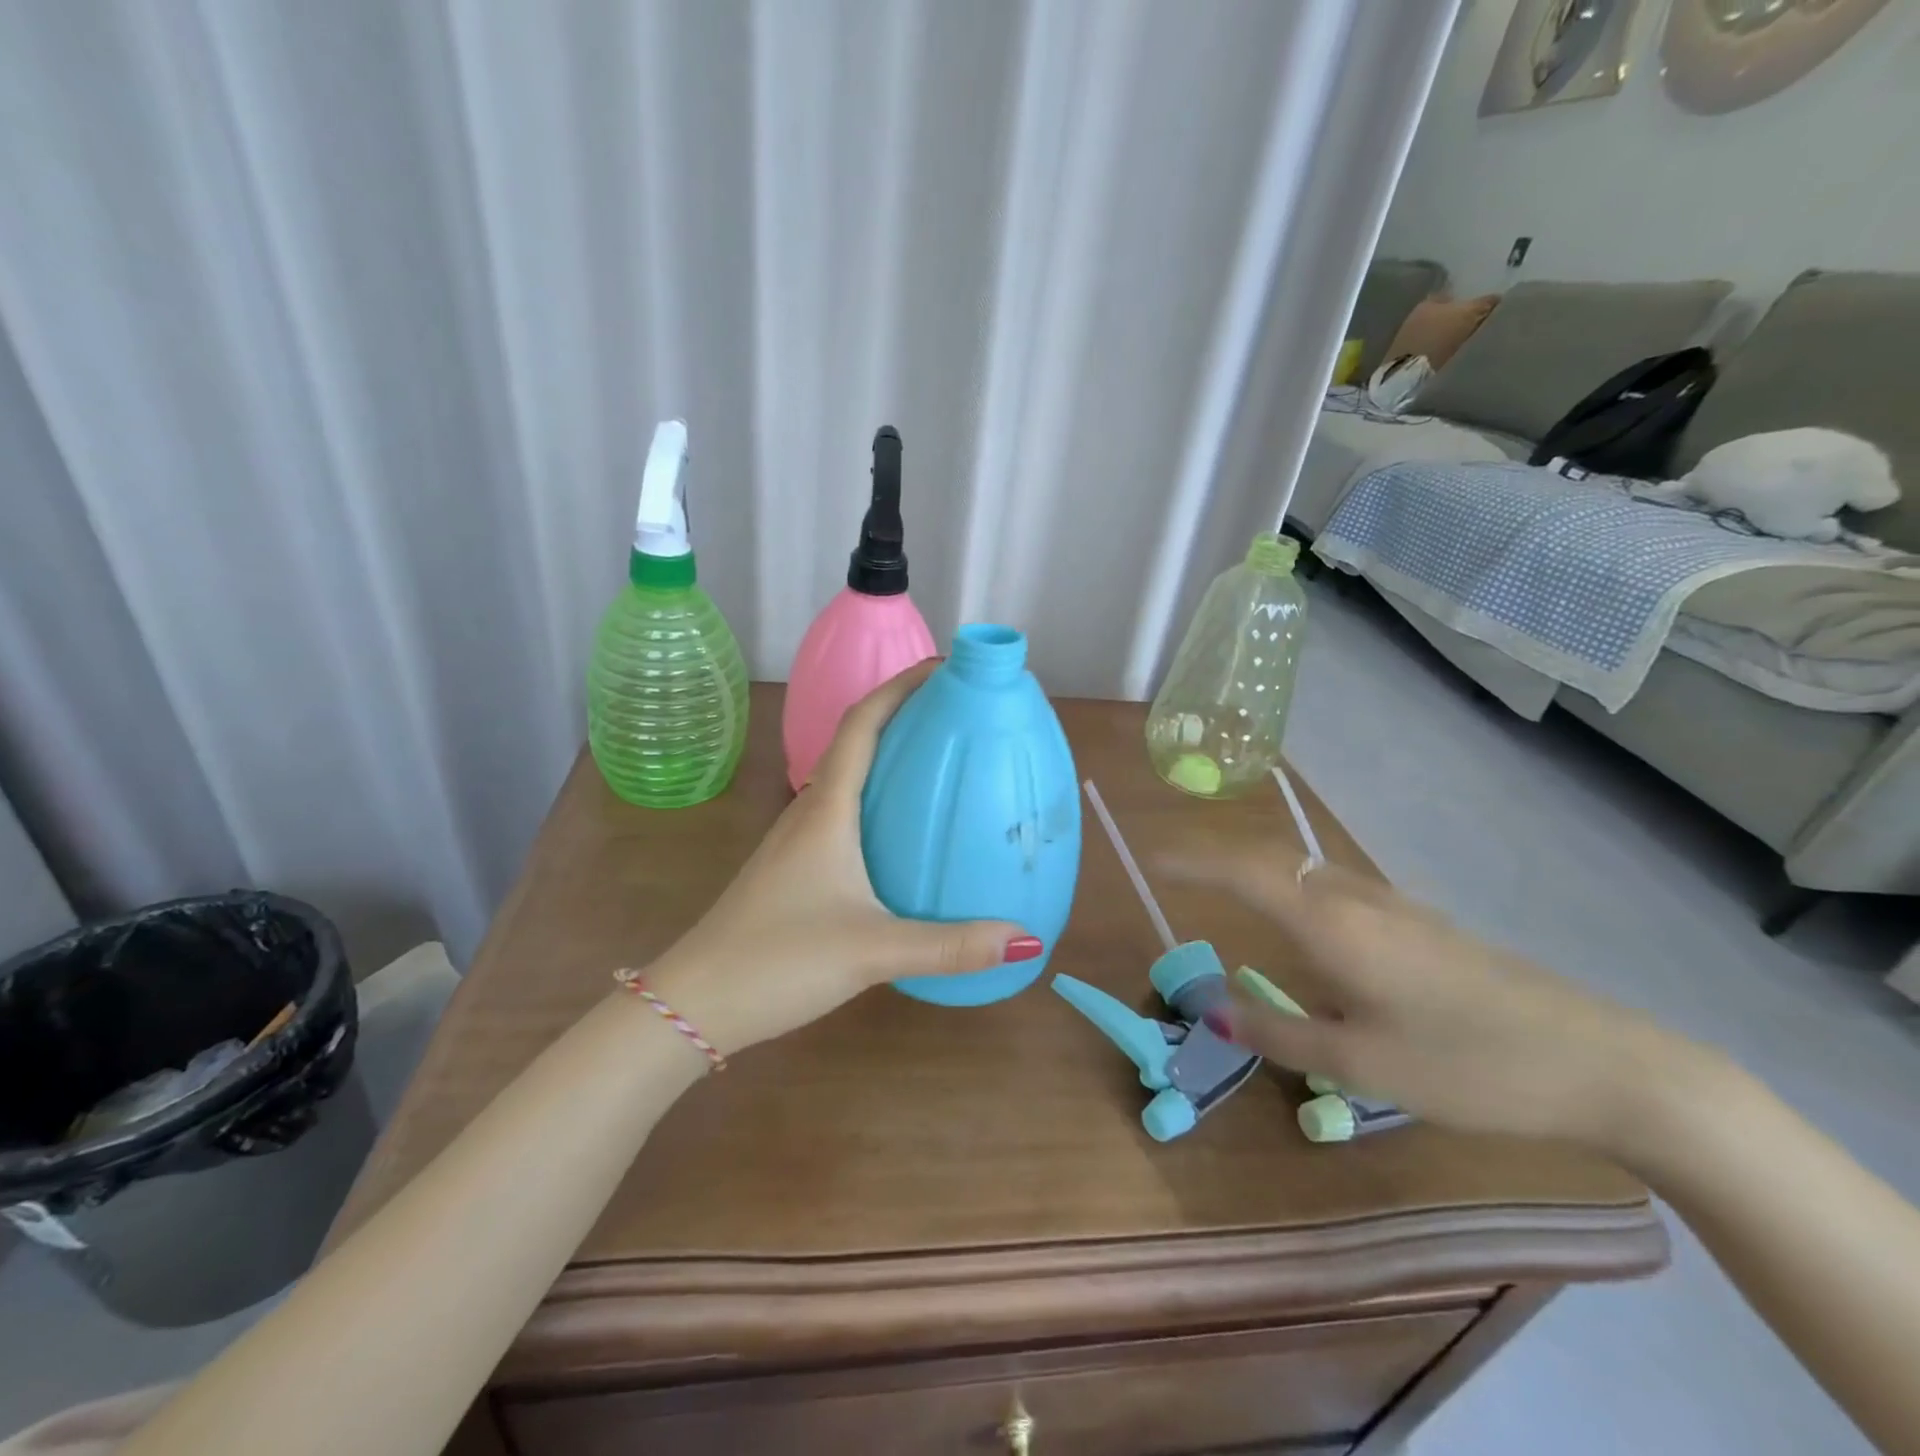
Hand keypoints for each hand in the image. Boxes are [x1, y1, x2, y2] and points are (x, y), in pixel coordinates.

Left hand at [646, 662, 1035, 1056]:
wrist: (695, 1003)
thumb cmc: (778, 960)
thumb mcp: (874, 951)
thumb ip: (951, 946)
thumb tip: (1027, 940)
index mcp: (826, 810)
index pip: (861, 724)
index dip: (899, 687)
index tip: (944, 668)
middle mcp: (809, 812)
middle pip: (856, 742)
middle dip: (902, 715)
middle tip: (958, 713)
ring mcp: (796, 840)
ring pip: (847, 779)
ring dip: (888, 757)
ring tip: (939, 762)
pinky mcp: (794, 867)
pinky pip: (842, 813)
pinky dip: (876, 800)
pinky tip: (902, 832)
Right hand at [1161, 844, 1703, 1148]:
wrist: (1604, 1065)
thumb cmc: (1467, 1065)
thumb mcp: (1360, 1064)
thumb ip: (1277, 1032)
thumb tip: (1213, 1012)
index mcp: (1332, 924)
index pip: (1243, 870)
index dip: (1193, 860)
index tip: (1152, 858)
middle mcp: (1356, 899)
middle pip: (1272, 858)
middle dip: (1219, 858)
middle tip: (1180, 874)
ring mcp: (1395, 905)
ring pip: (1307, 870)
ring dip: (1259, 870)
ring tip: (1227, 891)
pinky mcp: (1422, 923)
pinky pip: (1336, 888)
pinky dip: (1295, 888)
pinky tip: (1305, 926)